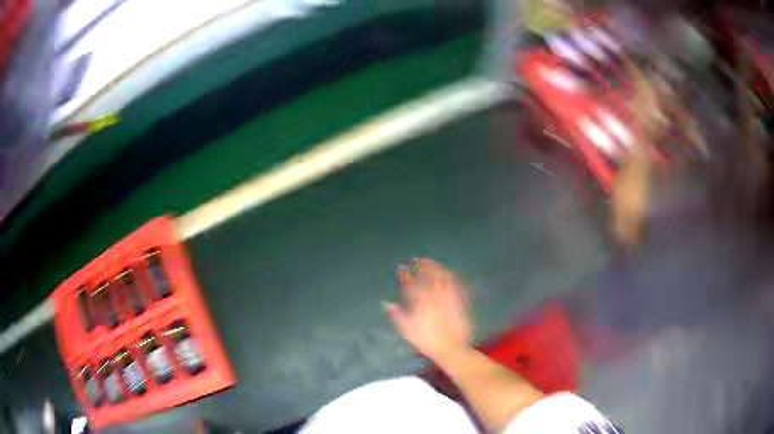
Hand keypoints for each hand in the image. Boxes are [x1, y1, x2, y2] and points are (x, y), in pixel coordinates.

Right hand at [383, 258, 472, 361]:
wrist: (452, 348)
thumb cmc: (428, 341)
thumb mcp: (408, 330)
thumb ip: (397, 315)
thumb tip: (386, 303)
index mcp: (421, 304)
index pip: (411, 284)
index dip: (405, 274)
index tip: (401, 267)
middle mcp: (434, 297)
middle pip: (428, 276)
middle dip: (422, 266)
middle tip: (417, 260)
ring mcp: (448, 298)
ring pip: (441, 277)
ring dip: (435, 267)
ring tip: (430, 263)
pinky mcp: (459, 300)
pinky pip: (454, 284)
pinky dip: (448, 276)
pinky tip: (446, 273)